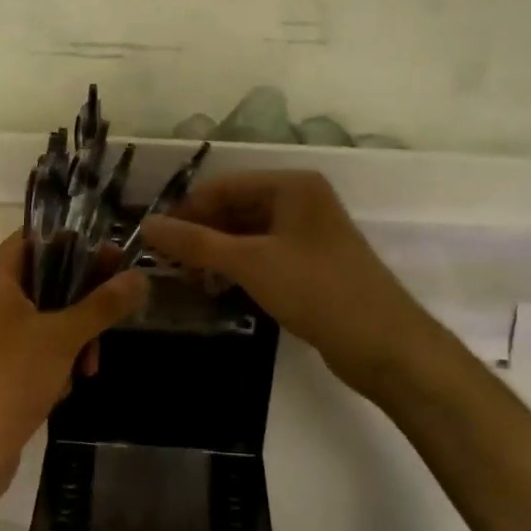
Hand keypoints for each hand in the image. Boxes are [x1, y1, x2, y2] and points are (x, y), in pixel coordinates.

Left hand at [0, 234, 146, 510]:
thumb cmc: (11, 378)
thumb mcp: (64, 336)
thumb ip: (103, 304)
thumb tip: (140, 277)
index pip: (38, 238)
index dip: (79, 245)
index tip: (117, 260)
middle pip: (48, 276)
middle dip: (84, 298)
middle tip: (119, 308)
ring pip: (48, 314)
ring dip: (77, 334)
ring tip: (92, 364)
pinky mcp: (0, 362)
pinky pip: (38, 344)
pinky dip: (59, 357)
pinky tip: (73, 381)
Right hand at [142, 170, 432, 396]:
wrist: (384, 344)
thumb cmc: (317, 290)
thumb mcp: (250, 263)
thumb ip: (195, 243)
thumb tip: (146, 225)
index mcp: (292, 185)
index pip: (222, 186)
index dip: (185, 211)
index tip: (152, 240)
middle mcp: (300, 201)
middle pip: (234, 209)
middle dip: (200, 235)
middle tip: (166, 265)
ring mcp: (307, 234)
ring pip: (246, 235)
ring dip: (216, 254)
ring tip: (188, 281)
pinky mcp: (310, 264)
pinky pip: (262, 256)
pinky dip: (237, 269)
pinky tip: (217, 290)